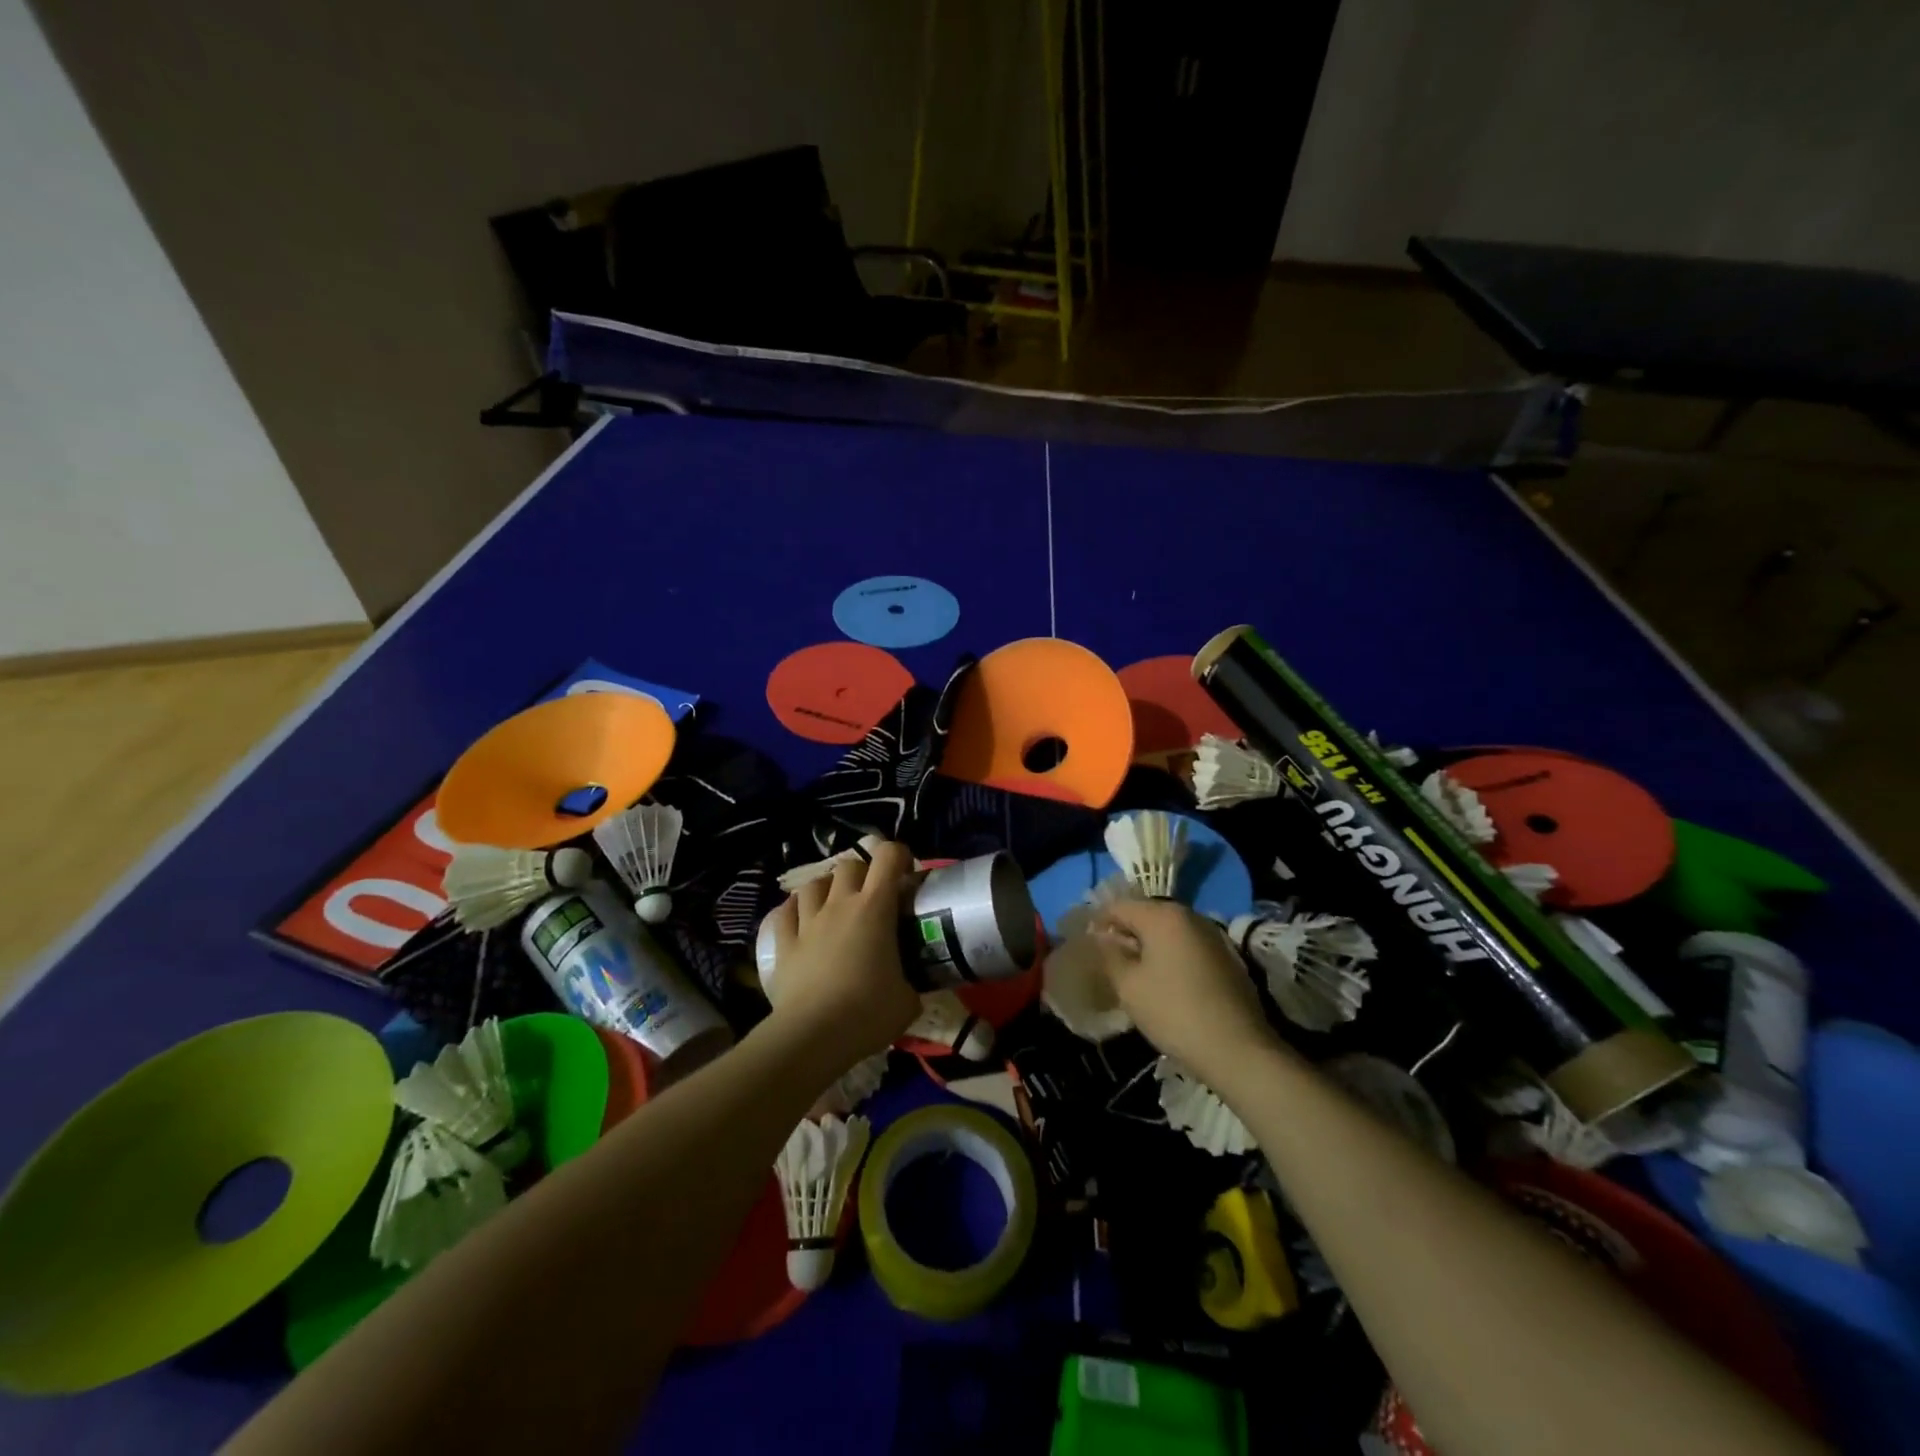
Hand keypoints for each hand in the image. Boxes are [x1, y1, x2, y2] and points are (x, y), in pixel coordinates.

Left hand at [759, 841, 921, 1076]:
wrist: (813, 1035)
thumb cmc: (868, 1012)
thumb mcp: (907, 1000)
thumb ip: (911, 983)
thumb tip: (910, 988)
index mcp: (875, 908)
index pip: (888, 857)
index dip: (899, 855)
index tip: (907, 872)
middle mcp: (840, 905)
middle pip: (849, 865)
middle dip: (863, 872)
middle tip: (872, 895)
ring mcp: (808, 922)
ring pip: (813, 884)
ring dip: (827, 888)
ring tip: (835, 904)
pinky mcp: (784, 944)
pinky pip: (785, 912)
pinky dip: (795, 909)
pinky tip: (801, 918)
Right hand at [1089, 900, 1280, 1081]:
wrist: (1238, 1049)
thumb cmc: (1174, 1012)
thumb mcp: (1129, 986)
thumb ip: (1109, 956)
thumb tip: (1101, 938)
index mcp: (1162, 915)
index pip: (1119, 906)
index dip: (1098, 922)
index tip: (1087, 946)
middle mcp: (1189, 916)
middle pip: (1146, 914)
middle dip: (1125, 933)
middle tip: (1109, 961)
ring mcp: (1212, 935)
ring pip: (1169, 931)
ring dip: (1149, 945)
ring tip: (1135, 973)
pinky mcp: (1227, 957)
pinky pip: (1188, 946)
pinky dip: (1171, 956)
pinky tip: (1165, 982)